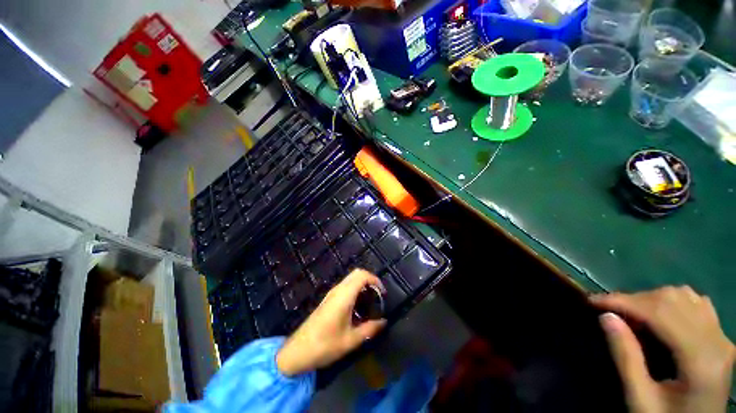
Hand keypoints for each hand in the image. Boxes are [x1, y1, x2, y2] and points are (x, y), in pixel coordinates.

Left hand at [276, 269, 386, 375]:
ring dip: (362, 284)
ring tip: (370, 301)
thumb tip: (383, 322)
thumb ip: (369, 329)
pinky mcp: (328, 299)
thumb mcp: (351, 340)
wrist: (297, 351)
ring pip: (350, 279)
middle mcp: (338, 290)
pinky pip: (345, 286)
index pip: (362, 275)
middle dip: (370, 280)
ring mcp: (331, 293)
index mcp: (344, 296)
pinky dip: (355, 289)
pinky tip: (358, 306)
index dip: (375, 280)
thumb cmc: (325, 345)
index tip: (383, 293)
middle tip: (378, 295)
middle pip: (357, 273)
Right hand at [591, 286, 734, 412]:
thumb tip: (605, 317)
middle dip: (634, 299)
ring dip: (651, 299)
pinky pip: (697, 303)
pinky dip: (672, 301)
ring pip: (684, 296)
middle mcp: (717, 341)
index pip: (661, 314)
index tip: (592, 300)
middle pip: (673, 300)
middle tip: (608, 309)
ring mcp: (722, 337)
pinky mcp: (721, 337)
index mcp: (701, 360)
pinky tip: (659, 315)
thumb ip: (626, 358)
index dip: (624, 302)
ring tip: (631, 314)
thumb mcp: (640, 399)